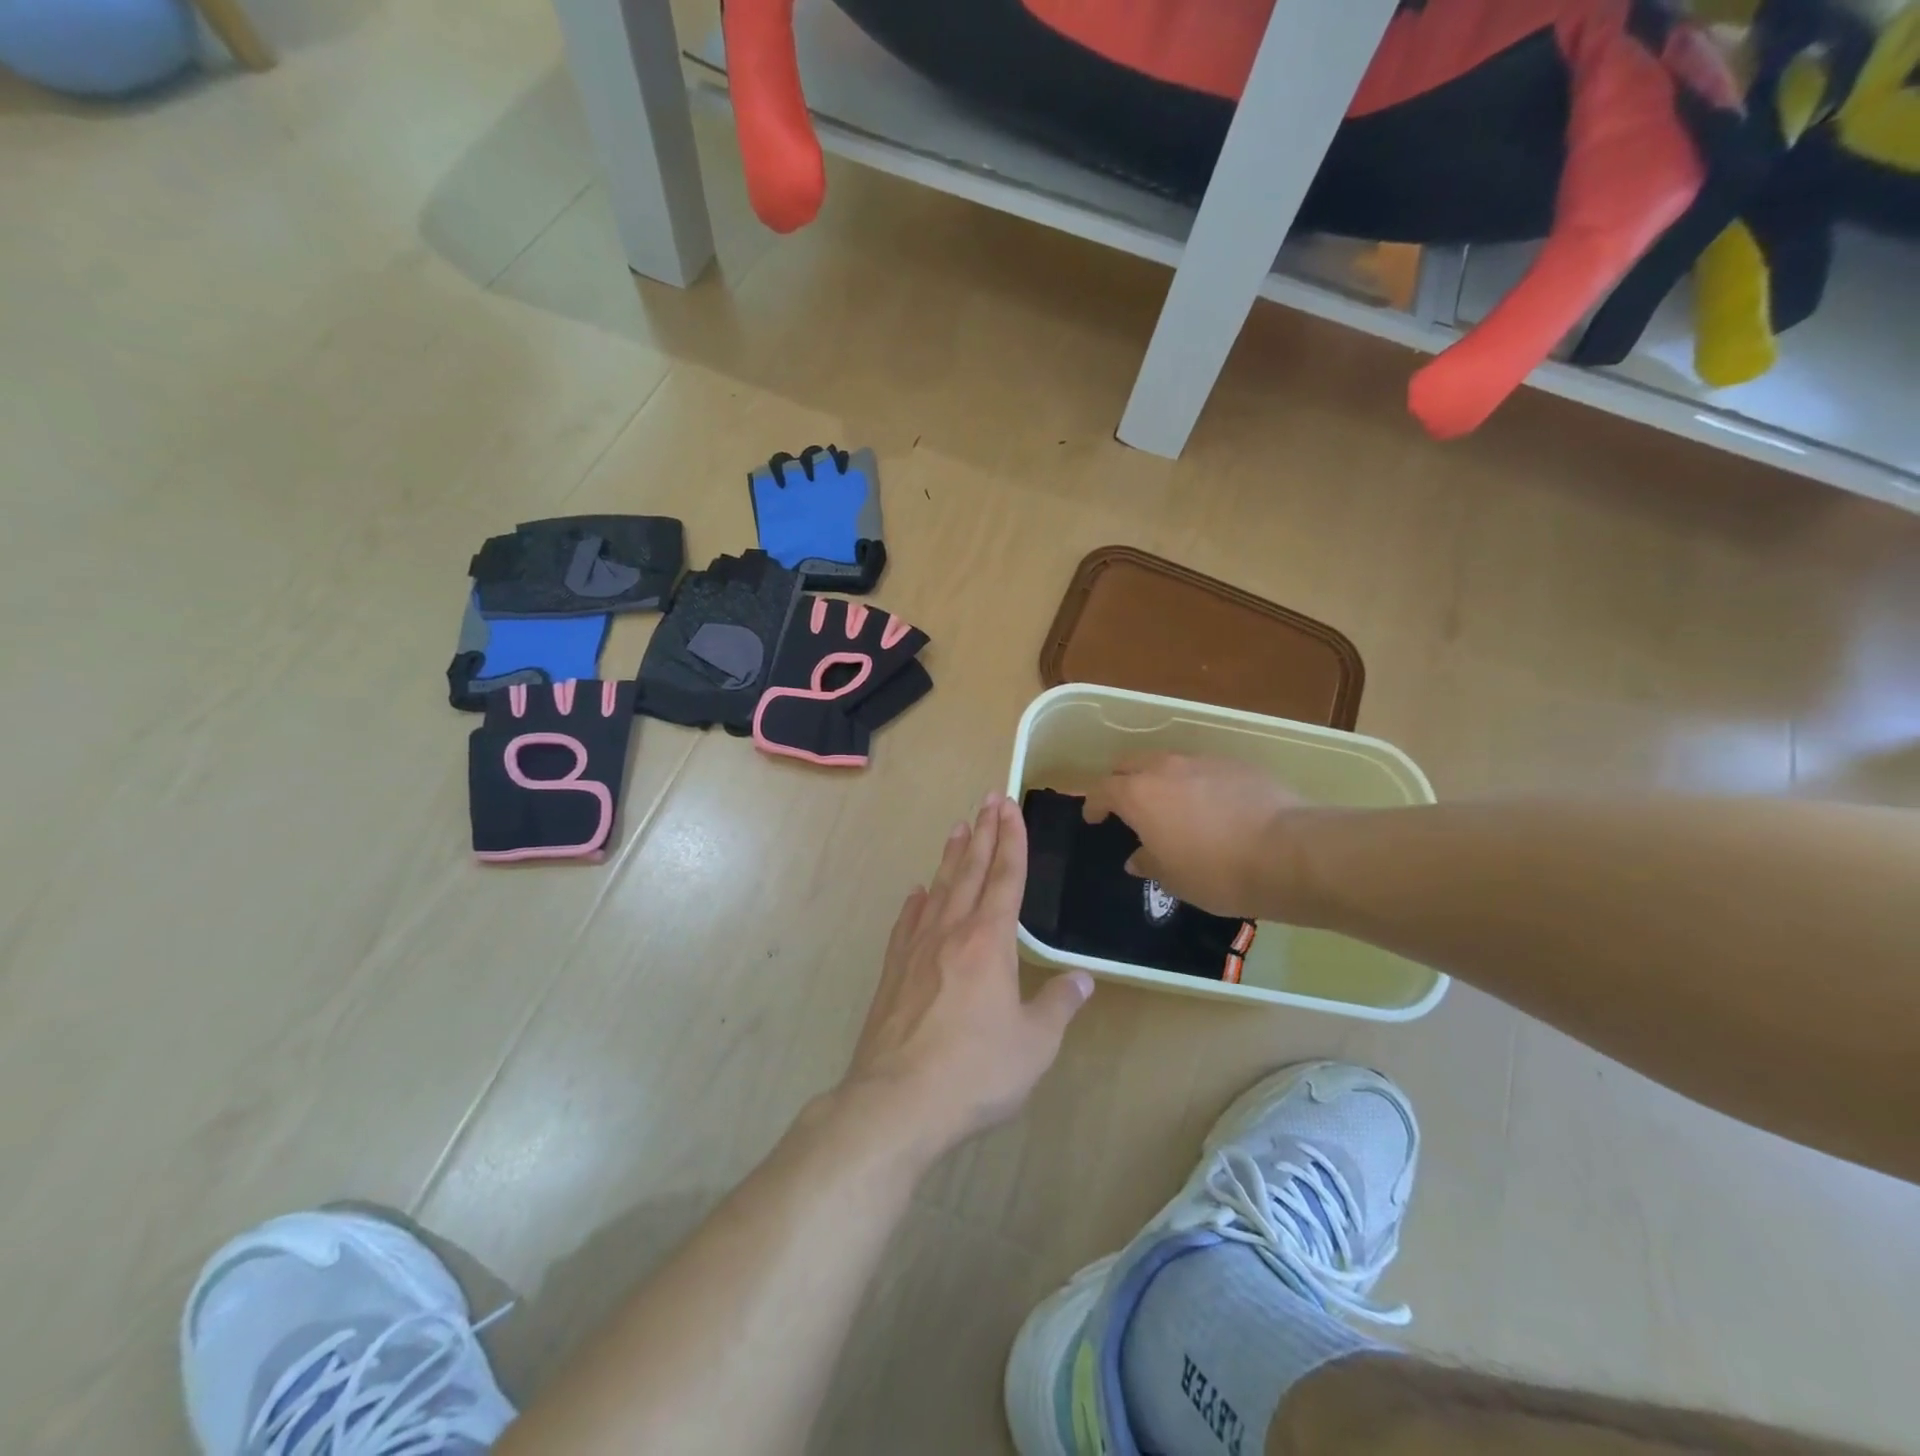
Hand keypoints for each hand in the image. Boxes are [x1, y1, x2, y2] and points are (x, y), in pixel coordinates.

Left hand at [842, 793, 1093, 1152]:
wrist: (897, 1100)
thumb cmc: (975, 1071)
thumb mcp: (1034, 1044)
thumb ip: (1058, 1006)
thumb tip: (1081, 979)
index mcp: (989, 941)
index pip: (1005, 877)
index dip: (1011, 840)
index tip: (1009, 806)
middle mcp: (951, 932)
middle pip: (970, 871)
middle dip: (983, 833)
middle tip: (988, 798)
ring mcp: (916, 949)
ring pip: (938, 889)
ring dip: (951, 856)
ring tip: (957, 828)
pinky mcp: (892, 971)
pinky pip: (907, 923)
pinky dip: (916, 902)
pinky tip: (917, 894)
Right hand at [1082, 754, 1303, 917]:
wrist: (1288, 853)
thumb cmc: (1217, 872)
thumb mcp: (1173, 879)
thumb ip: (1149, 862)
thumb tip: (1137, 858)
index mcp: (1139, 795)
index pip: (1102, 789)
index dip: (1094, 803)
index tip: (1094, 817)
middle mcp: (1166, 769)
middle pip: (1131, 763)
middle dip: (1122, 780)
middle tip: (1126, 804)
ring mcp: (1203, 762)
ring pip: (1169, 762)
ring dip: (1161, 779)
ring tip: (1171, 805)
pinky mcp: (1237, 765)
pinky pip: (1204, 769)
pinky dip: (1197, 783)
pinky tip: (1212, 807)